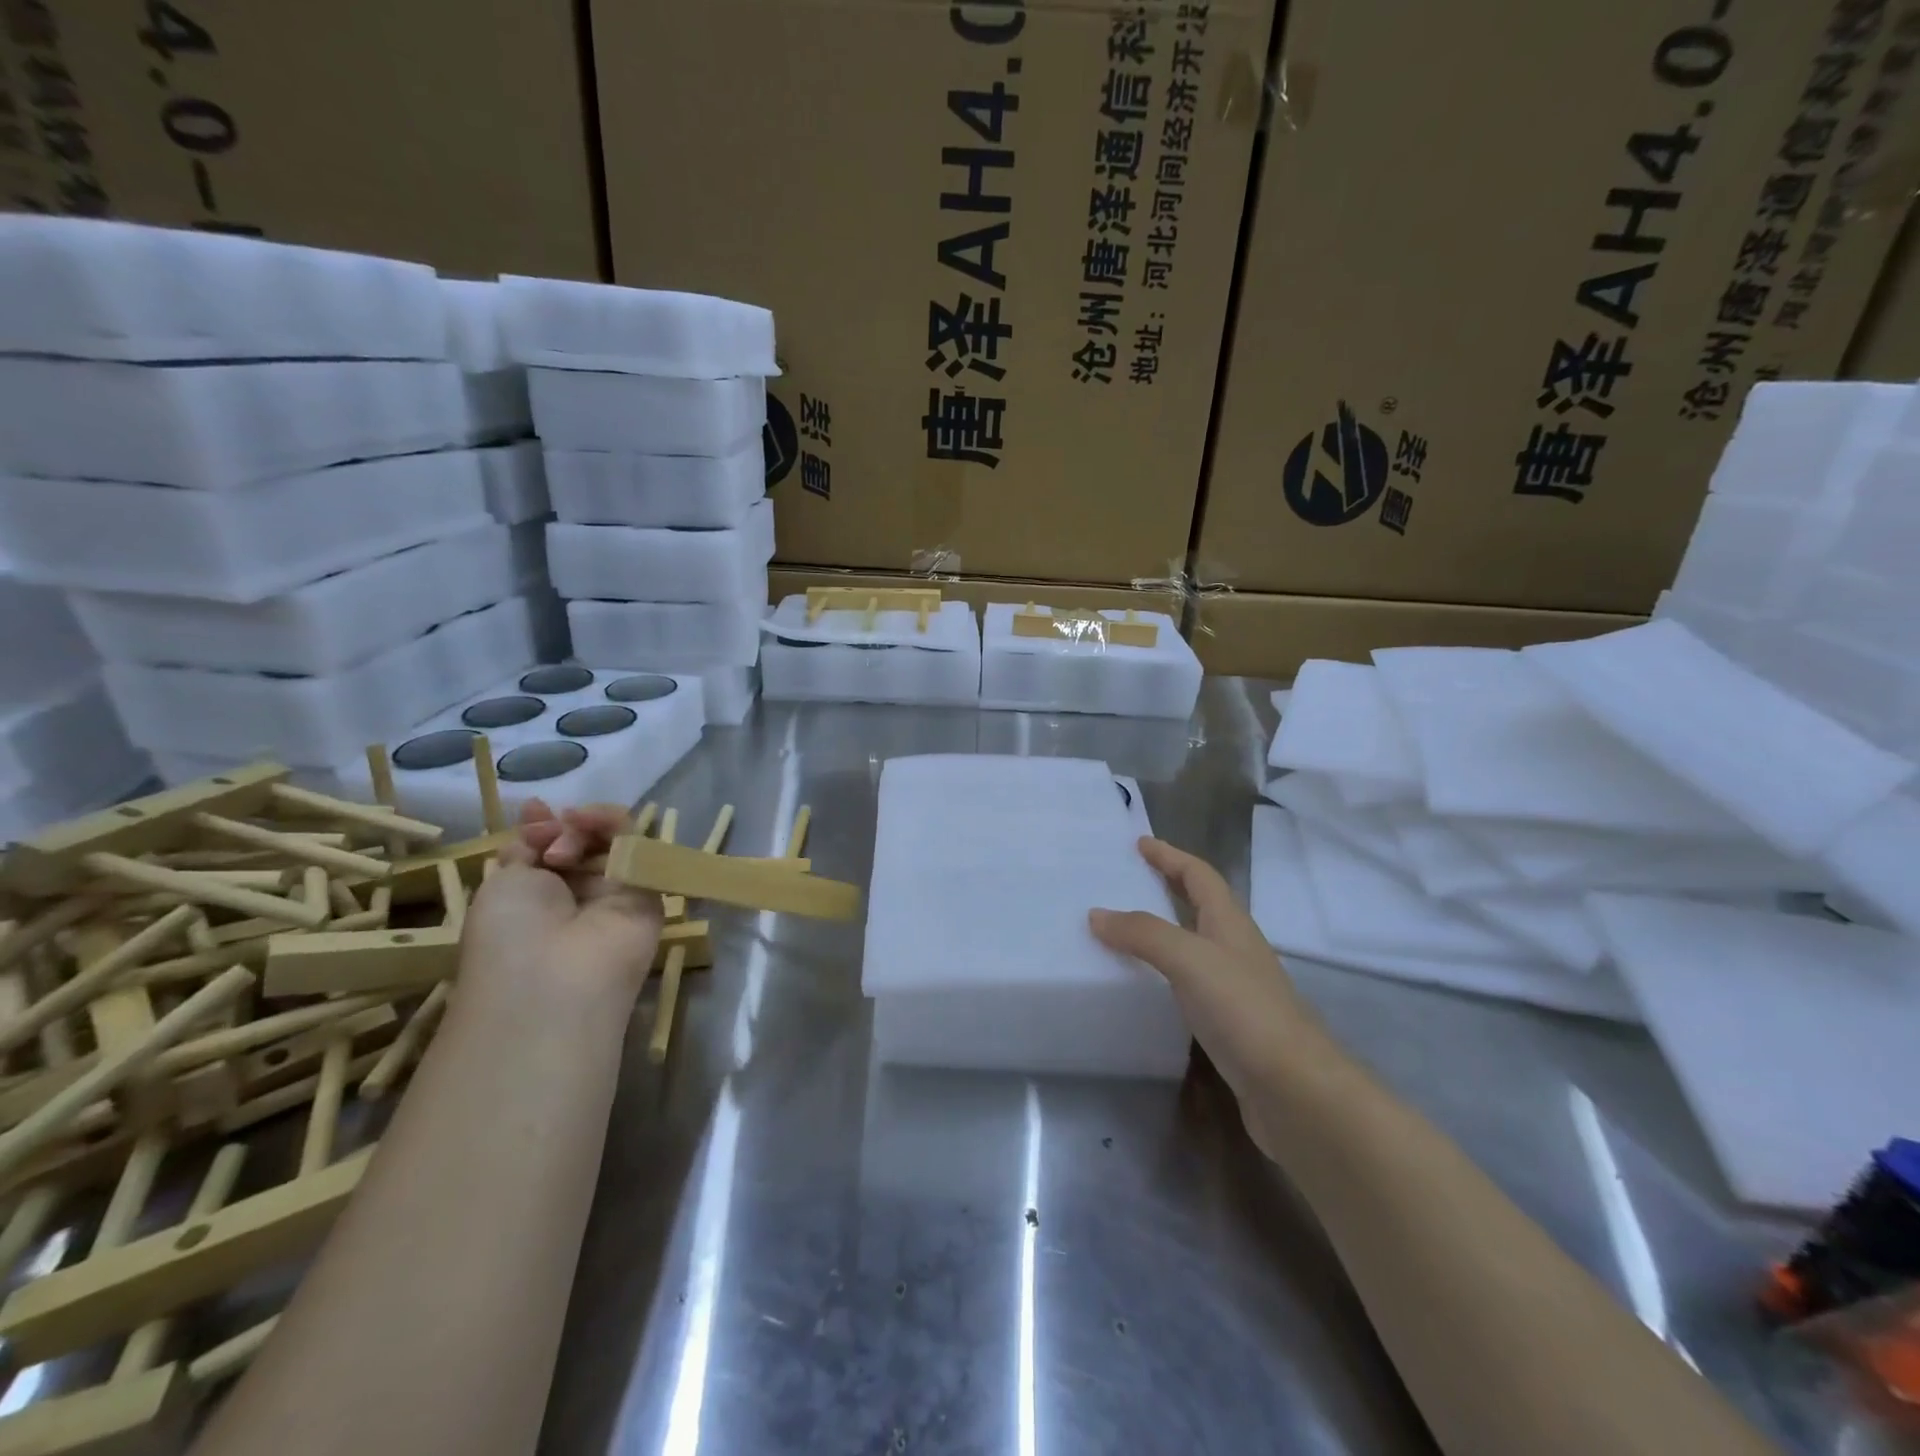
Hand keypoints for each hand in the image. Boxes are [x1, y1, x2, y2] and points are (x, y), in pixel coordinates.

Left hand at [461, 800, 662, 1006]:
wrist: (555, 977)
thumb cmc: (510, 935)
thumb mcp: (503, 880)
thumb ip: (527, 843)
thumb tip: (540, 811)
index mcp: (538, 898)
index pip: (550, 849)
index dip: (544, 826)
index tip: (535, 812)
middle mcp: (578, 895)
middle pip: (583, 840)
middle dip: (564, 827)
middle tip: (549, 836)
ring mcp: (615, 892)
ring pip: (612, 839)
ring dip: (587, 824)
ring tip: (569, 831)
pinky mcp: (648, 888)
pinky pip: (637, 845)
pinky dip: (614, 824)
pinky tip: (590, 821)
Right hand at [1091, 837, 1335, 1153]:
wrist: (1295, 1090)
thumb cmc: (1244, 1010)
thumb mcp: (1189, 959)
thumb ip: (1143, 933)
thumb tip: (1097, 914)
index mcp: (1230, 923)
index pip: (1199, 875)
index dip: (1171, 856)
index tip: (1140, 843)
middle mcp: (1235, 948)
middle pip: (1200, 905)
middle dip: (1168, 886)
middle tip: (1129, 879)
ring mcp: (1235, 988)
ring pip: (1194, 944)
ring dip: (1163, 930)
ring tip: (1124, 930)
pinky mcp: (1229, 1024)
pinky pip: (1189, 982)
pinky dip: (1164, 973)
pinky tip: (1144, 987)